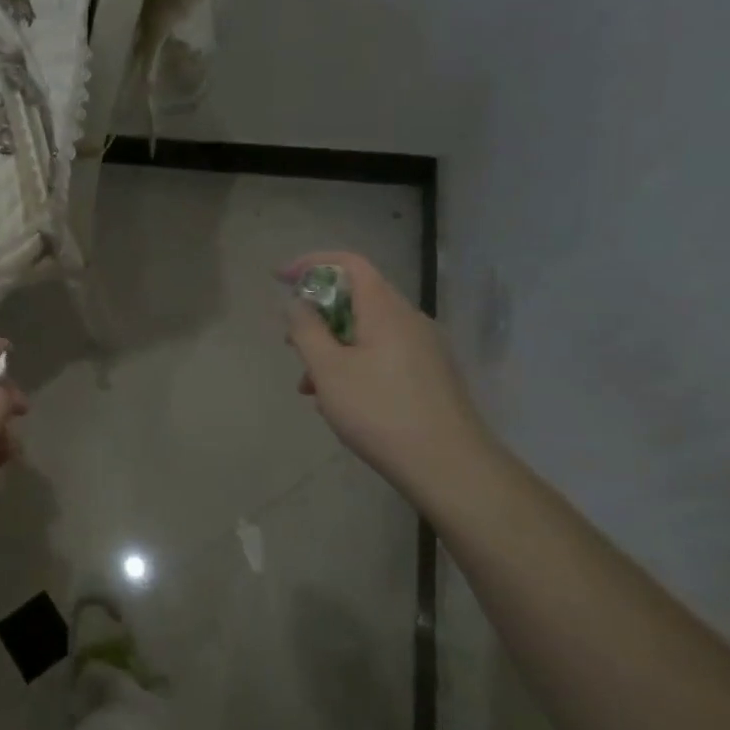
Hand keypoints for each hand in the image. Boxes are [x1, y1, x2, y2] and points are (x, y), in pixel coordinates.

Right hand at [280, 251, 492, 500]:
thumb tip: (297, 303)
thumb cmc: (380, 411)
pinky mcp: (430, 375)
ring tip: (308, 387)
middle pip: (357, 297)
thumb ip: (306, 330)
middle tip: (290, 342)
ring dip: (332, 347)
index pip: (349, 263)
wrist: (450, 467)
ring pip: (367, 331)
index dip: (311, 263)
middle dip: (317, 315)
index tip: (279, 279)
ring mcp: (424, 348)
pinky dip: (353, 364)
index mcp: (385, 310)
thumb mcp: (329, 370)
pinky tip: (338, 401)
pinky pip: (382, 354)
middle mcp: (409, 320)